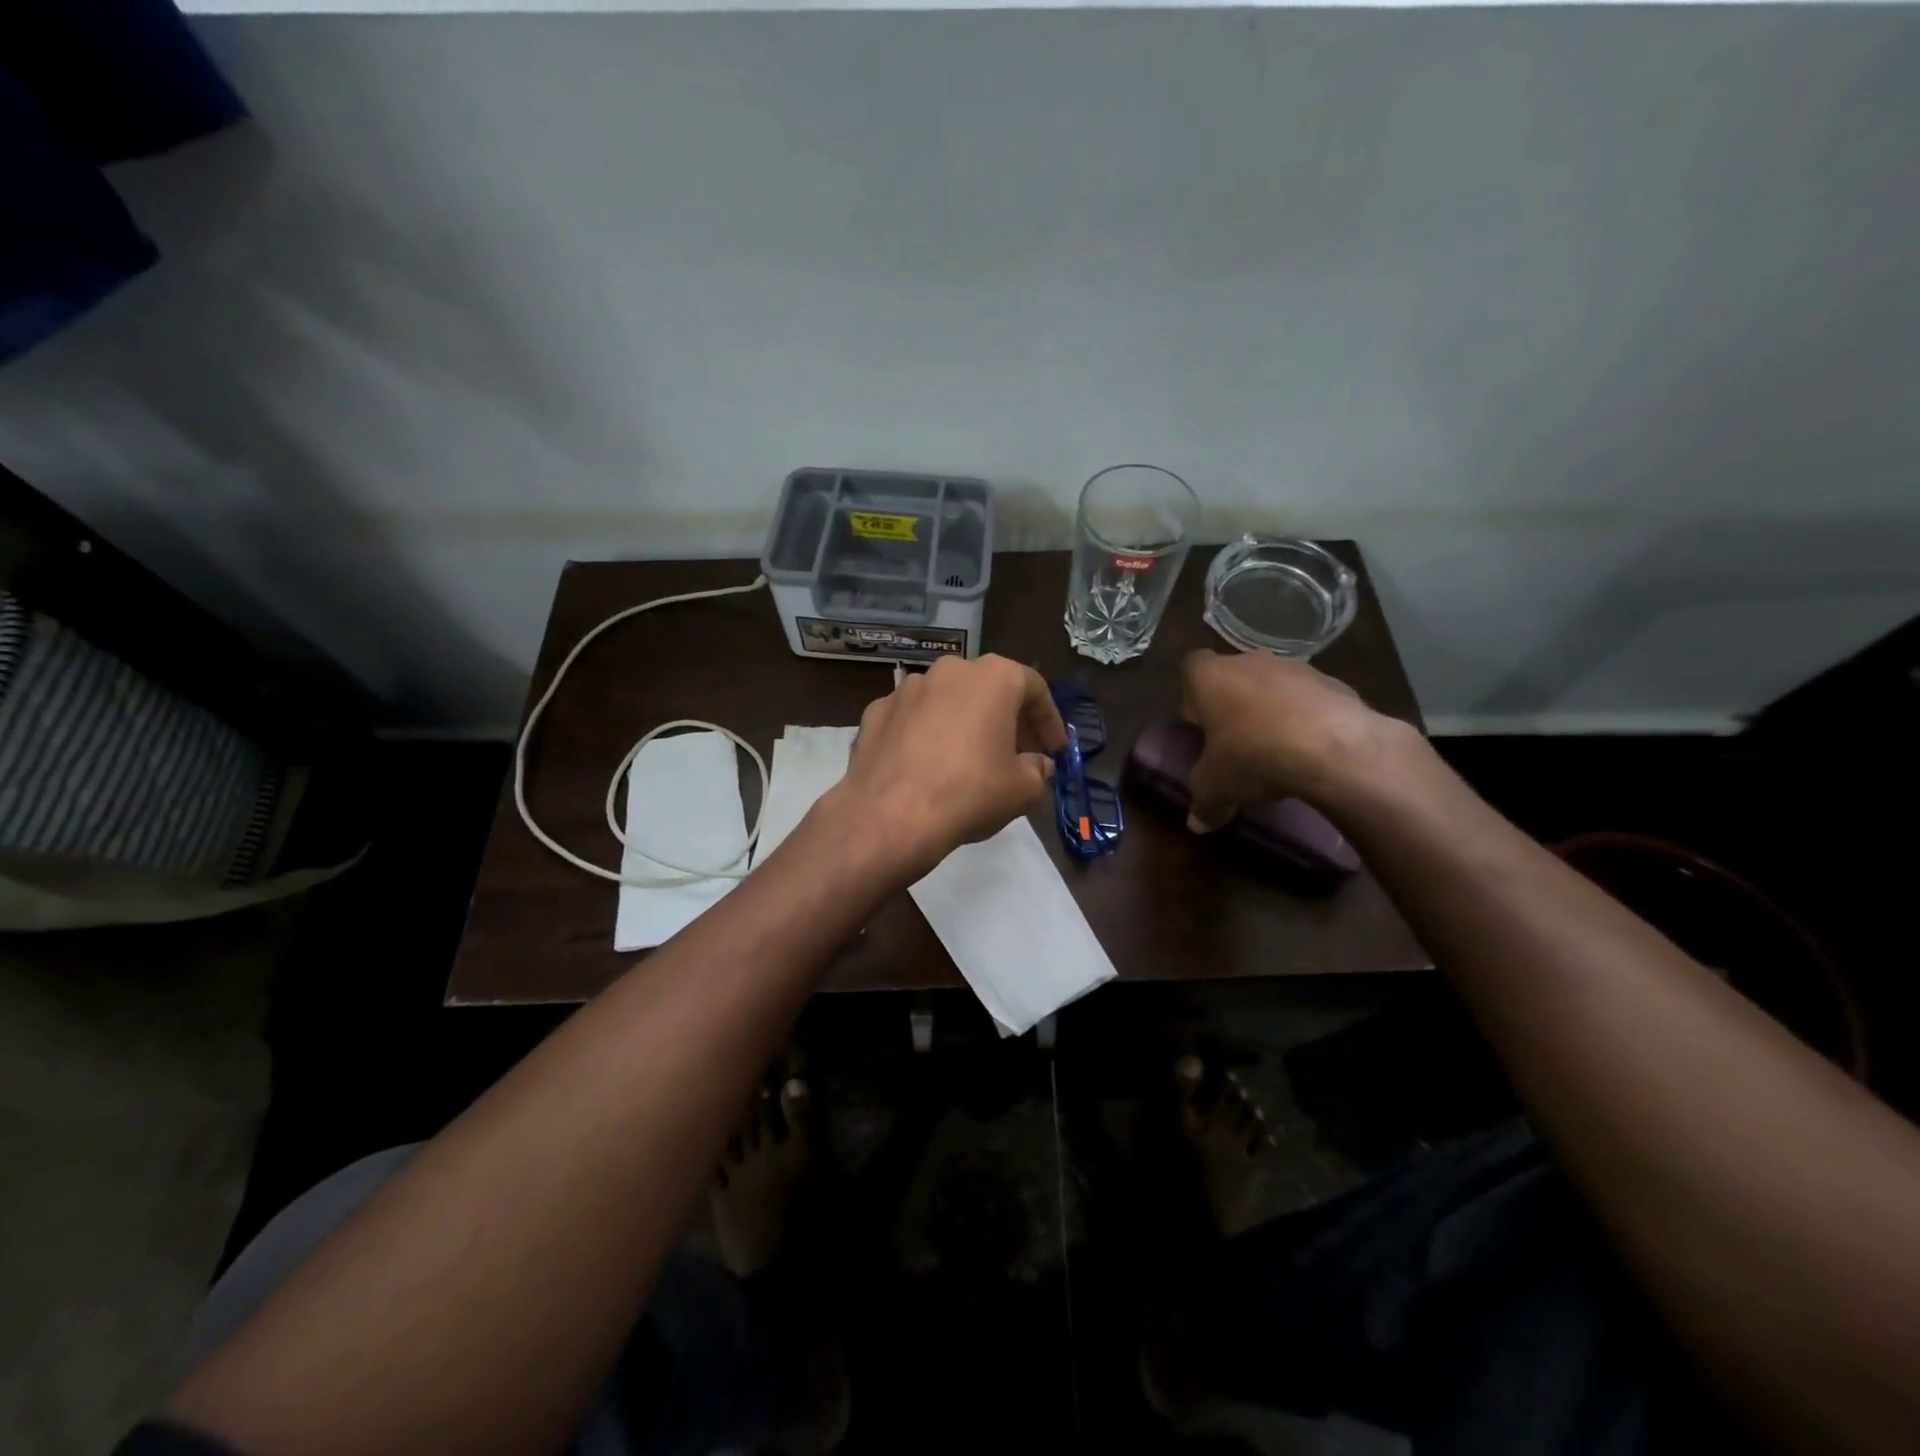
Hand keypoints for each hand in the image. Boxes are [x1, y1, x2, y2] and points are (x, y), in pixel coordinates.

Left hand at [829, 654, 1067, 876]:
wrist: (890, 815)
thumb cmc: (969, 792)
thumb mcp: (1023, 789)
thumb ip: (1038, 770)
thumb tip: (1037, 764)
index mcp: (993, 677)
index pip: (1034, 689)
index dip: (1049, 722)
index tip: (1054, 750)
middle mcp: (949, 670)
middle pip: (988, 690)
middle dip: (1006, 720)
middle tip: (1017, 755)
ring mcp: (906, 688)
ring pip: (947, 701)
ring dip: (964, 724)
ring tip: (970, 760)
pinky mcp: (876, 712)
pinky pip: (912, 719)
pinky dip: (925, 735)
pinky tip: (928, 766)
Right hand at [1180, 649, 1406, 830]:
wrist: (1334, 748)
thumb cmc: (1253, 756)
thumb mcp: (1216, 788)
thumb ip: (1203, 802)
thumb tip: (1197, 824)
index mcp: (1210, 676)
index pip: (1190, 670)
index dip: (1193, 698)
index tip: (1201, 727)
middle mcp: (1249, 661)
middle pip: (1233, 678)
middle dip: (1233, 706)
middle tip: (1235, 743)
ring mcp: (1295, 667)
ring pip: (1272, 687)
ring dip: (1271, 711)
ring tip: (1276, 751)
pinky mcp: (1333, 682)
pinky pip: (1308, 700)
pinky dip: (1306, 719)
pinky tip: (1310, 751)